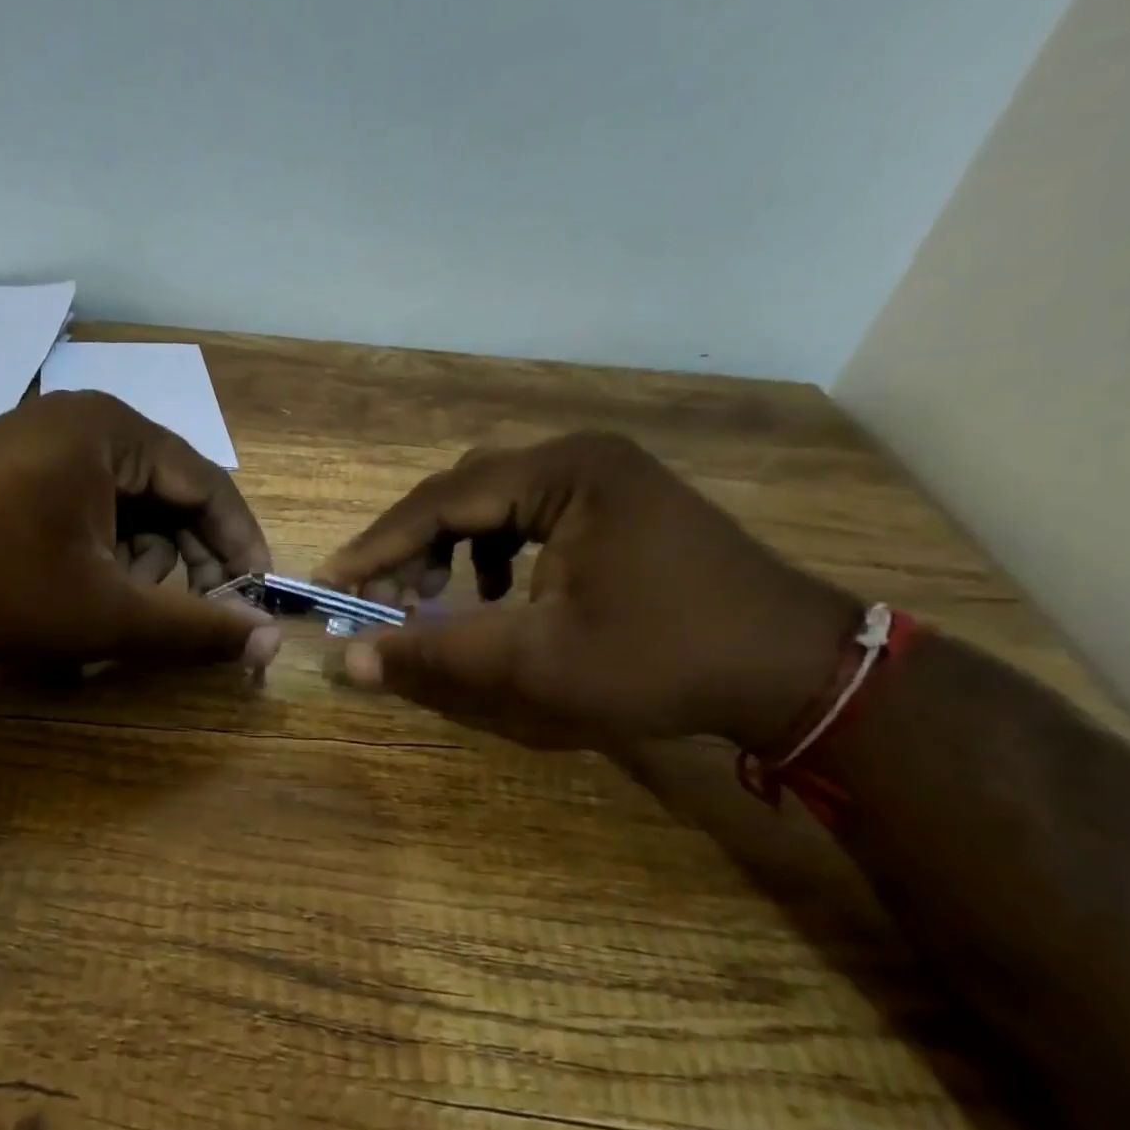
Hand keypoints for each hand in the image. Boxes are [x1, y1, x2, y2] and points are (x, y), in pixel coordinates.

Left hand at [0, 390, 279, 669]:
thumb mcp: (106, 612)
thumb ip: (195, 628)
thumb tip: (270, 643)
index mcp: (114, 431)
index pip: (208, 484)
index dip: (239, 545)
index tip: (255, 596)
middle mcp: (82, 421)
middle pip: (165, 495)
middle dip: (178, 562)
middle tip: (175, 617)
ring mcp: (39, 441)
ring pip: (124, 507)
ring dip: (133, 564)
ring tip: (105, 611)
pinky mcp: (10, 467)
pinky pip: (82, 506)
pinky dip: (95, 553)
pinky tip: (75, 593)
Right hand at [315, 432, 859, 749]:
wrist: (797, 672)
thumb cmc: (663, 663)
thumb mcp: (537, 666)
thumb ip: (436, 657)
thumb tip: (348, 661)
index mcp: (563, 474)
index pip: (440, 501)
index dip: (377, 547)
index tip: (331, 583)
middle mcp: (580, 458)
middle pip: (463, 492)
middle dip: (412, 547)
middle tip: (381, 600)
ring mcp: (604, 477)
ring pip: (492, 502)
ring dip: (450, 549)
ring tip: (437, 603)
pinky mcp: (618, 504)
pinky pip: (529, 516)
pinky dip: (493, 553)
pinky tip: (498, 596)